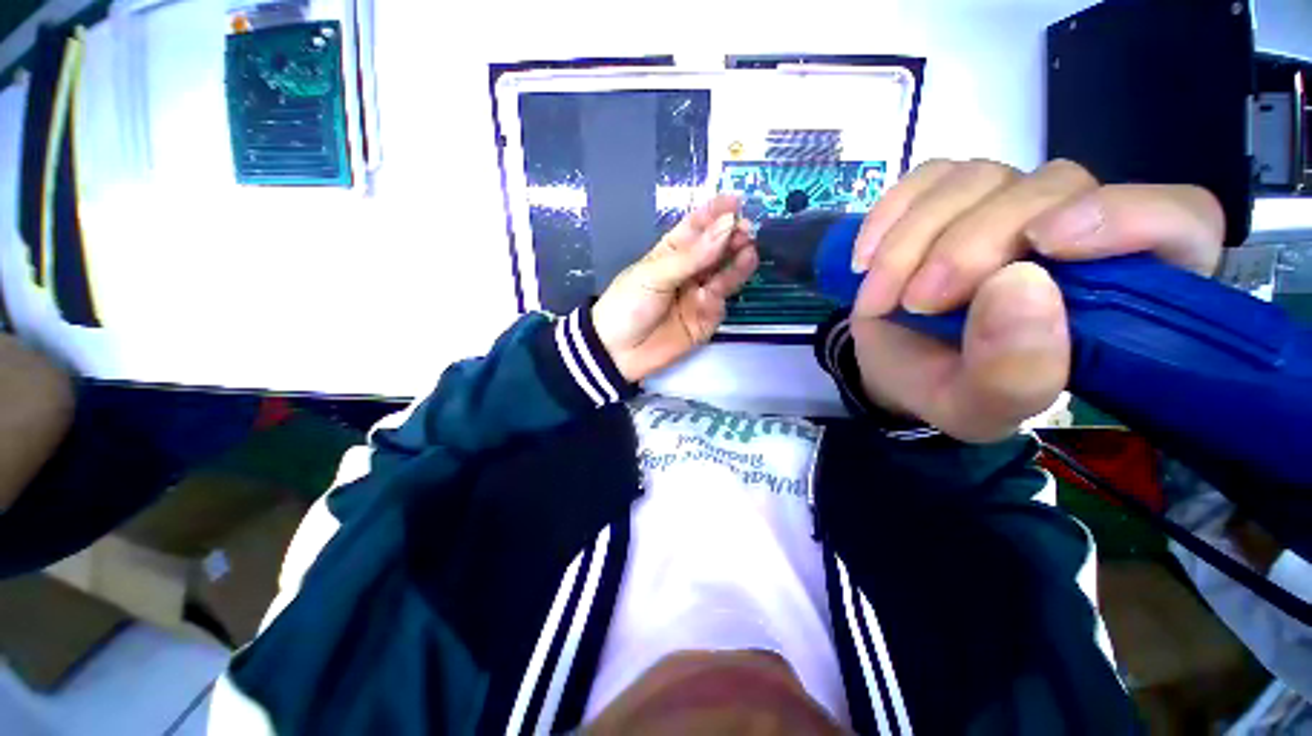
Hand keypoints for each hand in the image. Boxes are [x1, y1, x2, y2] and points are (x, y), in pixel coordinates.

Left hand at [593, 195, 757, 381]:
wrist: (618, 352)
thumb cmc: (628, 305)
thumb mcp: (655, 275)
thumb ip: (693, 255)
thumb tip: (727, 225)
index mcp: (671, 253)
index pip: (695, 227)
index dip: (714, 213)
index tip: (735, 201)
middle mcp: (689, 271)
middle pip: (715, 249)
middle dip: (730, 236)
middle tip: (746, 228)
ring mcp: (699, 295)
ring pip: (723, 273)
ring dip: (737, 259)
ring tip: (749, 246)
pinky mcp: (707, 318)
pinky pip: (722, 299)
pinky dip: (729, 286)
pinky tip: (736, 273)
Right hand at [850, 159, 1224, 441]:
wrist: (893, 366)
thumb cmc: (946, 389)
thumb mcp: (977, 408)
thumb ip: (1013, 373)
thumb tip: (1019, 286)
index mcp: (1118, 292)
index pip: (1179, 221)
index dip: (1129, 215)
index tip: (1046, 244)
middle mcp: (1074, 229)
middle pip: (1053, 188)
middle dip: (970, 247)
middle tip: (919, 303)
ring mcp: (1006, 200)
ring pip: (978, 178)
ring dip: (912, 242)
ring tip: (880, 297)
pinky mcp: (949, 194)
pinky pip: (925, 177)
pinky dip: (887, 217)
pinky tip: (866, 261)